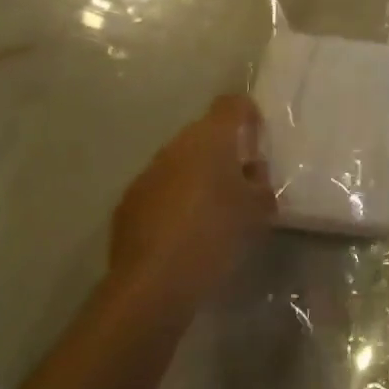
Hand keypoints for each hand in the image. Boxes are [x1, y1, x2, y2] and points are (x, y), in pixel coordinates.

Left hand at [108, 94, 276, 324]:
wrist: (154, 283)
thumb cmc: (216, 234)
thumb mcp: (258, 209)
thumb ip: (260, 183)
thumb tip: (251, 173)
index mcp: (210, 139)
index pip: (231, 105)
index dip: (247, 114)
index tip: (258, 136)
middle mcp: (175, 147)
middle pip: (204, 134)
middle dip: (223, 150)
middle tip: (243, 179)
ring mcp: (147, 174)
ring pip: (180, 162)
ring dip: (198, 176)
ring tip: (215, 208)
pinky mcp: (128, 204)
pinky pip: (160, 189)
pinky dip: (175, 199)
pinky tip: (186, 230)